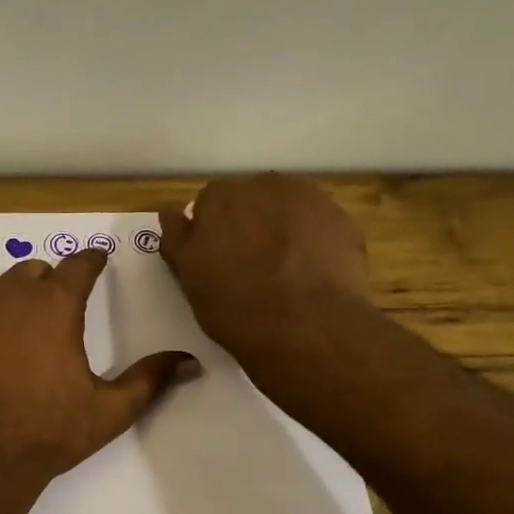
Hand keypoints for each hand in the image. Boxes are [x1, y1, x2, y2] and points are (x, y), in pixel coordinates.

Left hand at [0, 251, 194, 489]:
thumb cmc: (49, 434)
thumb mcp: (110, 411)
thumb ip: (150, 379)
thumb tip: (191, 362)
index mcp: (56, 305)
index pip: (79, 264)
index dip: (91, 262)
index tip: (95, 263)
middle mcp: (10, 293)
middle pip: (33, 272)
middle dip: (47, 286)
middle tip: (51, 318)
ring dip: (8, 301)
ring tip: (11, 338)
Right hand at [157, 174, 372, 362]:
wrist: (306, 327)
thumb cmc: (234, 304)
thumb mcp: (188, 277)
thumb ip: (176, 238)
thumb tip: (170, 211)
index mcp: (222, 198)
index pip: (210, 202)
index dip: (212, 229)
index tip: (215, 258)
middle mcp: (266, 186)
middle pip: (252, 199)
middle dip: (249, 223)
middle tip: (249, 265)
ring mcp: (311, 201)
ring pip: (289, 210)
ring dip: (283, 229)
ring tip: (283, 272)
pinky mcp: (344, 222)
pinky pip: (319, 227)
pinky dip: (313, 243)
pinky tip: (311, 276)